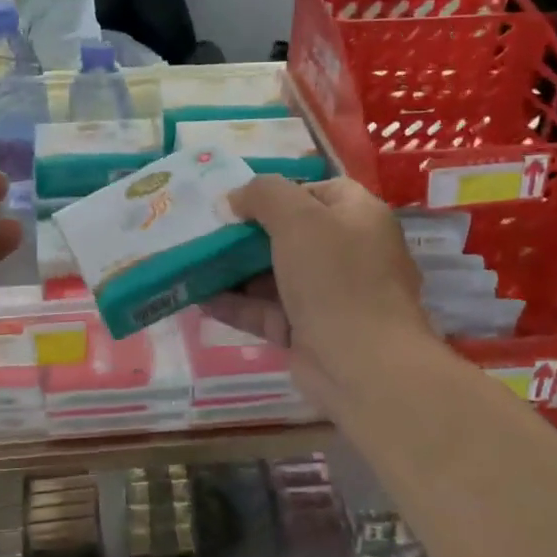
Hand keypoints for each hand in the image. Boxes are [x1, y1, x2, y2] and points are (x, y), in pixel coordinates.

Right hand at [203, 176, 440, 418]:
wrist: (363, 366)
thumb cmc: (335, 277)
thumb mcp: (298, 218)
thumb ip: (264, 195)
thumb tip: (234, 198)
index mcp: (359, 217)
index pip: (318, 191)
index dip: (280, 190)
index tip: (240, 199)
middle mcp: (347, 252)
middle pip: (291, 233)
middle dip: (247, 231)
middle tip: (206, 228)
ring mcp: (327, 295)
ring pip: (273, 273)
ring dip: (234, 268)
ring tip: (192, 259)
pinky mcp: (306, 331)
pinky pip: (265, 310)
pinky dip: (235, 303)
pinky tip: (198, 297)